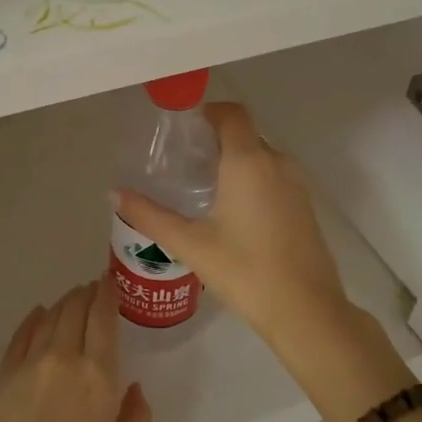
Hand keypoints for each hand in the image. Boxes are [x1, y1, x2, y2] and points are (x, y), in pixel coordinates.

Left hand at [0, 280, 152, 421]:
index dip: (107, 293)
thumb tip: (134, 387)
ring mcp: (31, 364)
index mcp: (99, 375)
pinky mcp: (5, 375)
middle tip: (92, 288)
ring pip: (49, 317)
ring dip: (63, 303)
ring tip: (71, 299)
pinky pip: (21, 336)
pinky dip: (33, 320)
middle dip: (86, 293)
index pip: (103, 317)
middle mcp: (65, 358)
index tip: (109, 281)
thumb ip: (135, 415)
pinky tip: (39, 314)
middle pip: (75, 309)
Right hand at [114, 104, 410, 421]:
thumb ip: (150, 215)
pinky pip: (273, 175)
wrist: (306, 310)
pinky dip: (251, 178)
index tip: (181, 129)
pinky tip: (230, 210)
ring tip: (202, 186)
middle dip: (215, 139)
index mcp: (248, 161)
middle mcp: (276, 162)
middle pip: (244, 133)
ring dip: (234, 160)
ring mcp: (296, 183)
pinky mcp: (304, 205)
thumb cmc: (245, 271)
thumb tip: (115, 194)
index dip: (207, 111)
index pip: (231, 113)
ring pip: (260, 155)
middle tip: (182, 162)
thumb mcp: (191, 244)